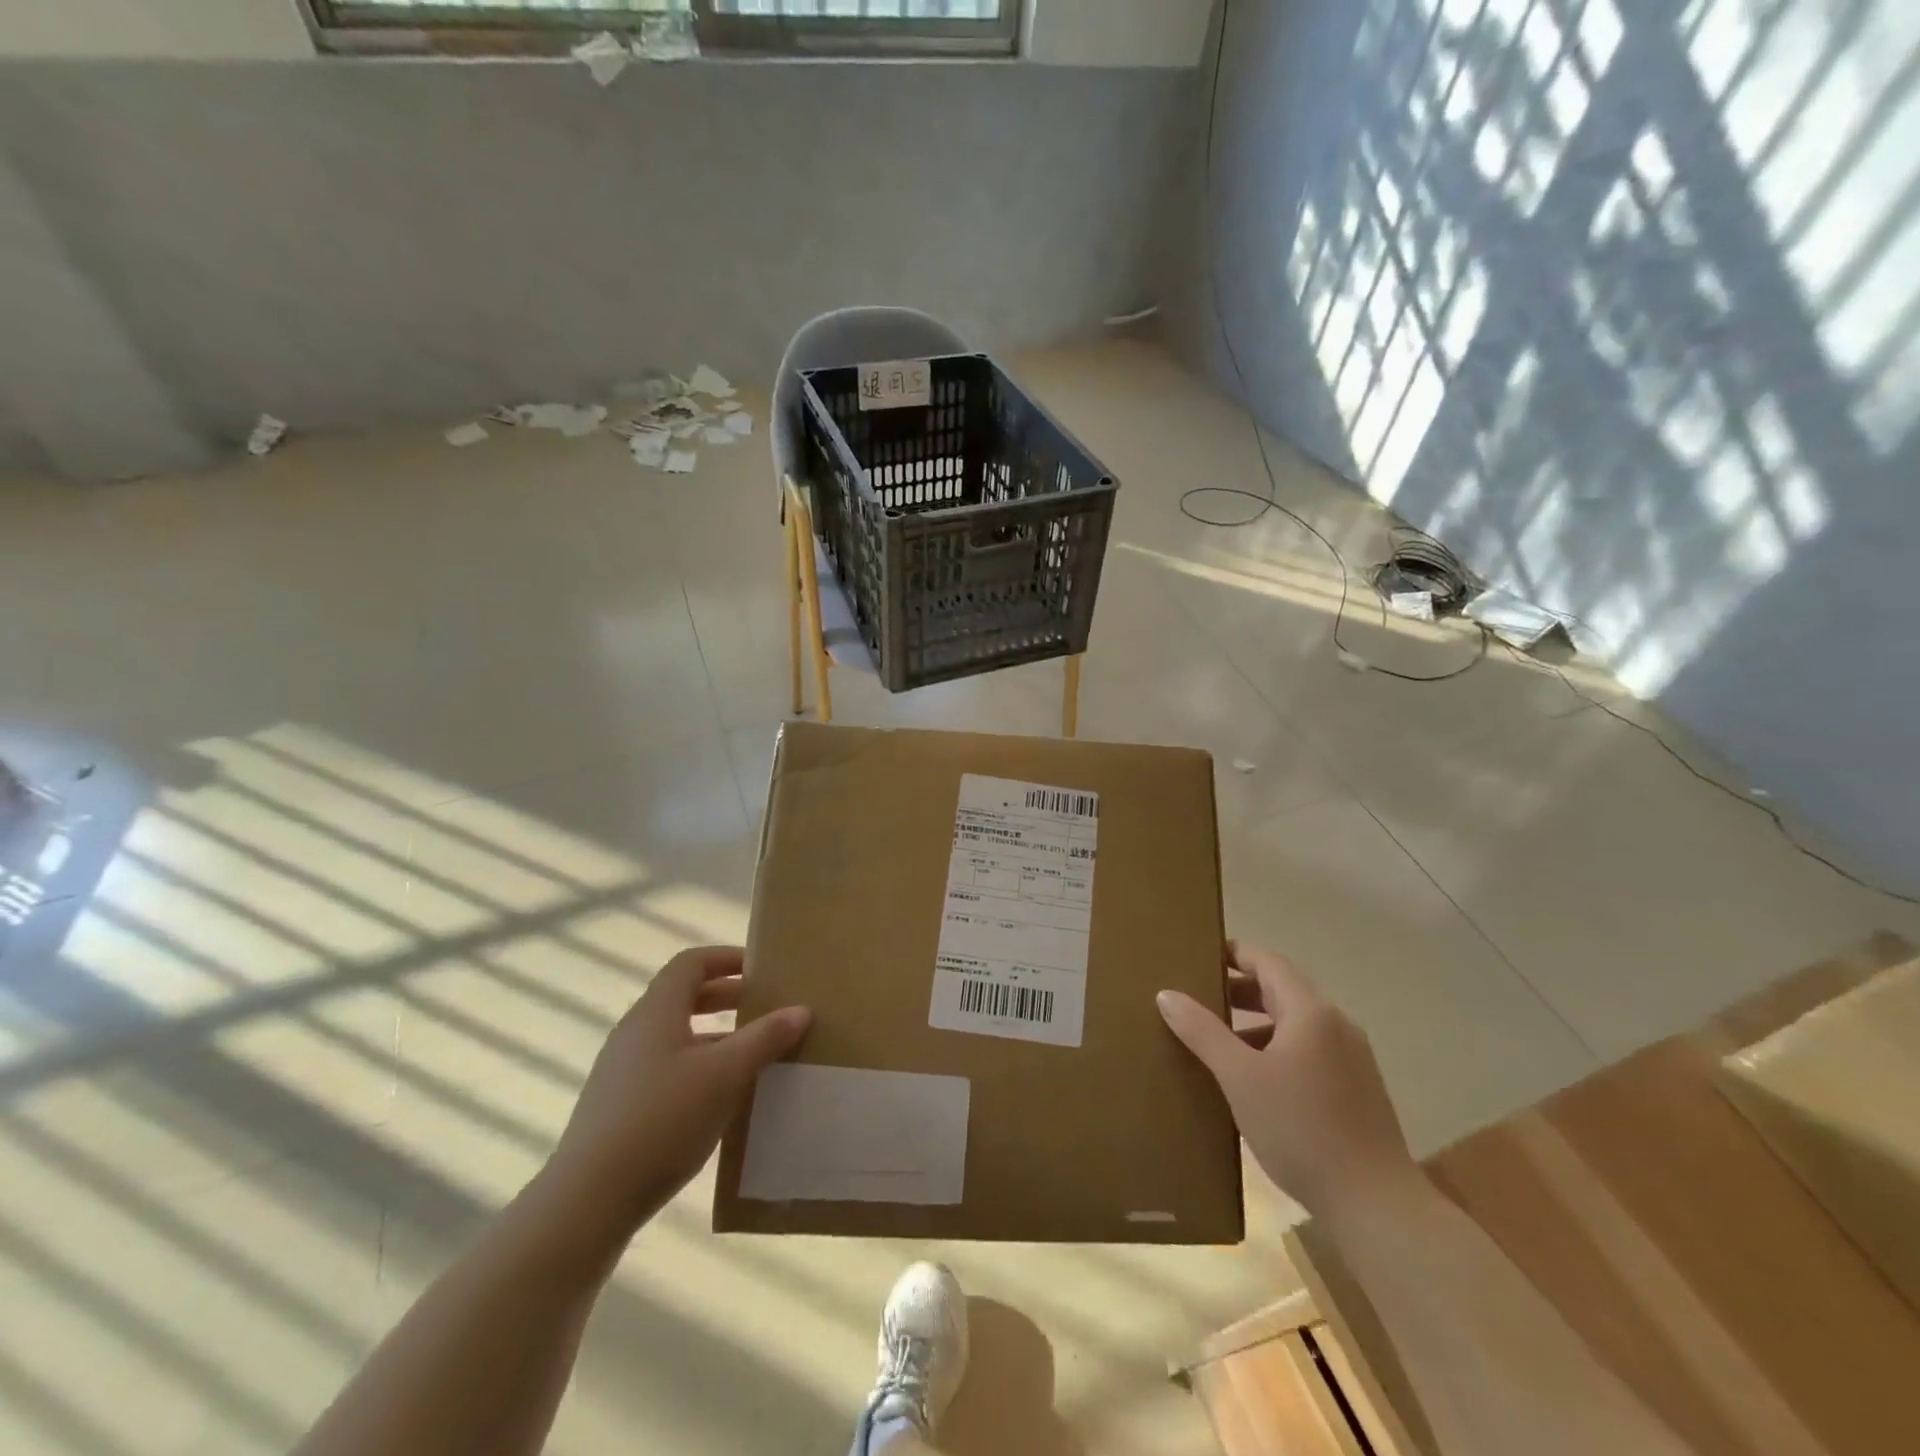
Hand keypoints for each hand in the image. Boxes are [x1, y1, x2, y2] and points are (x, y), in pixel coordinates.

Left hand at [540, 946, 809, 1241]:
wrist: (587, 1202)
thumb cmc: (662, 1119)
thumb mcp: (725, 1075)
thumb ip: (764, 1039)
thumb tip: (801, 1009)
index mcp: (656, 1011)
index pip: (691, 963)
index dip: (726, 958)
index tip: (761, 969)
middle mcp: (635, 1032)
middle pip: (684, 997)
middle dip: (727, 997)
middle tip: (765, 1007)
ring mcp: (622, 1071)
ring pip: (677, 1037)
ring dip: (716, 1037)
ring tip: (753, 1055)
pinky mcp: (619, 1107)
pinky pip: (667, 1069)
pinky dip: (699, 1068)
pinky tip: (721, 1099)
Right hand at [1158, 941, 1419, 1217]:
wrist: (1376, 1206)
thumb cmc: (1301, 1129)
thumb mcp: (1239, 1077)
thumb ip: (1202, 1032)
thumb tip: (1167, 994)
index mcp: (1311, 1012)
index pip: (1267, 961)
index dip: (1233, 954)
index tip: (1198, 958)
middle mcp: (1336, 1025)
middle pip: (1281, 990)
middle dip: (1238, 991)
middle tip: (1197, 1000)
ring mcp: (1352, 1058)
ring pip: (1295, 1024)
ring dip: (1255, 1024)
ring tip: (1216, 1043)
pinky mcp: (1357, 1090)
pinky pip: (1308, 1051)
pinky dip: (1276, 1050)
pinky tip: (1253, 1082)